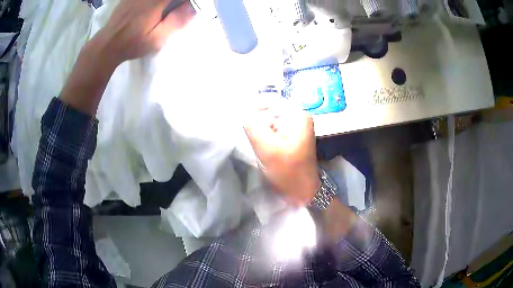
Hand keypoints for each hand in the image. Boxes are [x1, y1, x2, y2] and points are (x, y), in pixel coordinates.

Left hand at [60, 0, 194, 114]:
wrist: (101, 51)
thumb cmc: (128, 48)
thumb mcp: (157, 40)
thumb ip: (177, 22)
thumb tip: (194, 10)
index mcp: (153, 3)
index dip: (184, 0)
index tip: (190, 6)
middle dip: (174, 2)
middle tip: (179, 11)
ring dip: (163, 3)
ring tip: (168, 13)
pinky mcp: (127, 2)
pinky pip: (141, 0)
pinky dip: (152, 4)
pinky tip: (155, 11)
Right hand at [244, 103, 319, 205]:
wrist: (302, 191)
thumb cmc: (287, 171)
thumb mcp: (266, 148)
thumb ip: (252, 125)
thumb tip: (241, 109)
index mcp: (296, 115)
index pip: (269, 101)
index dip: (252, 108)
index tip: (240, 120)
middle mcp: (298, 116)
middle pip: (269, 110)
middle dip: (256, 120)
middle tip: (249, 136)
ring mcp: (296, 126)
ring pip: (269, 120)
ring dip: (259, 129)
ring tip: (256, 142)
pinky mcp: (291, 136)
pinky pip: (273, 128)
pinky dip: (265, 135)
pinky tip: (262, 145)